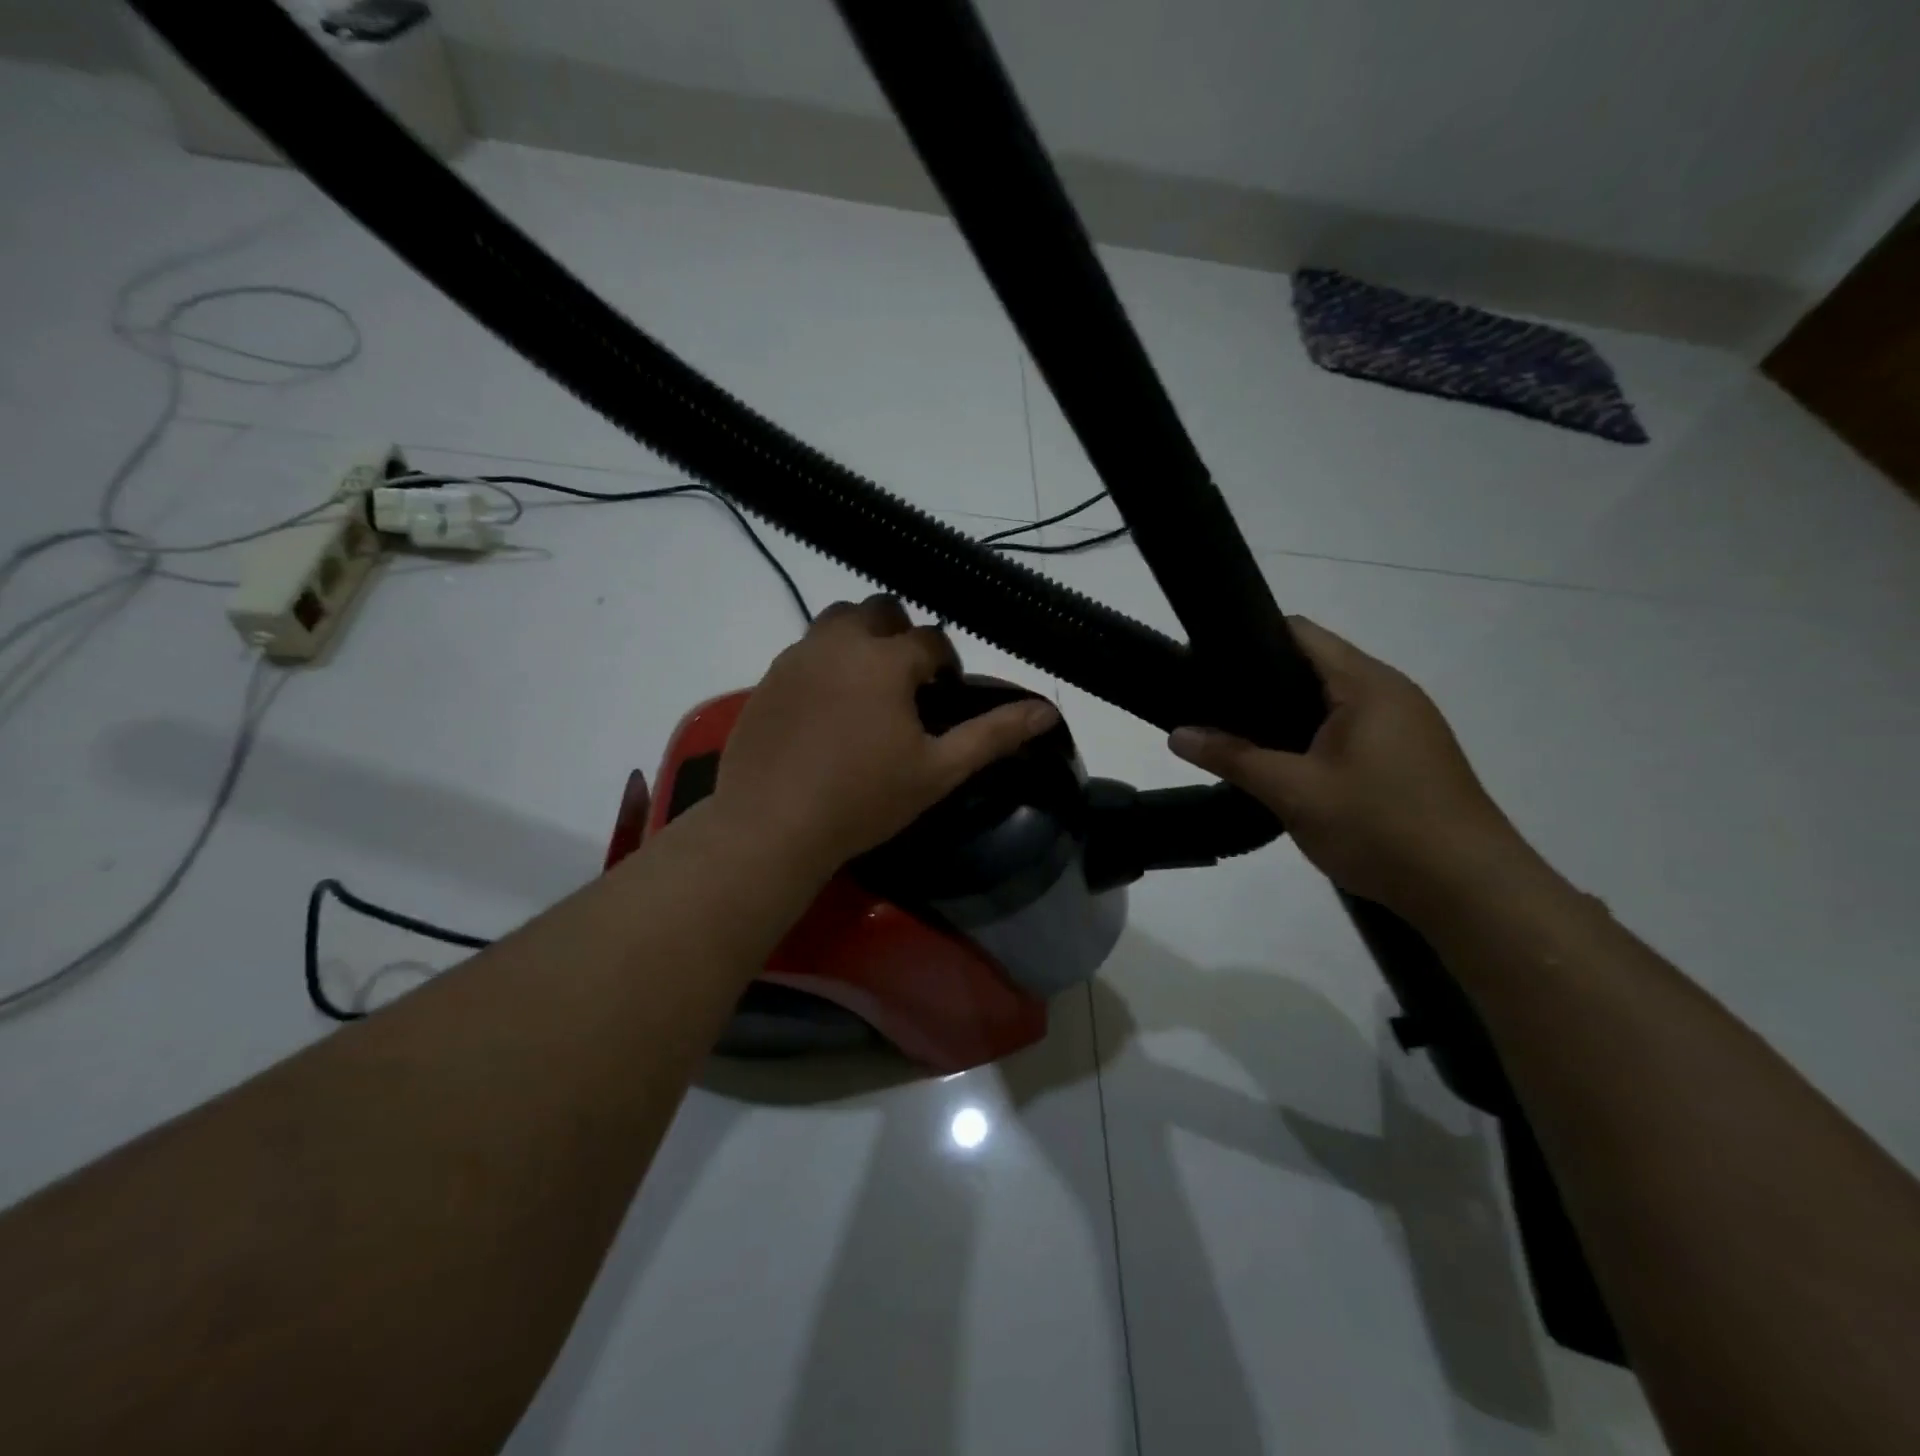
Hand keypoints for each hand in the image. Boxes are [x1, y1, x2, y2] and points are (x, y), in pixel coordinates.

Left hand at [713, 596, 1060, 869]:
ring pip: (838, 620)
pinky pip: (806, 648)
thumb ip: (993, 735)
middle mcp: (840, 642)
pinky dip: (826, 660)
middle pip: (880, 609)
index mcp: (886, 659)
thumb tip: (1048, 711)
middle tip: (906, 684)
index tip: (943, 695)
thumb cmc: (863, 799)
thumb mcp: (938, 771)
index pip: (931, 638)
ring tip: (867, 687)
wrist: (770, 825)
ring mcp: (798, 656)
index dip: (945, 663)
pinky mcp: (768, 676)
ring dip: (861, 638)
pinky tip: (828, 706)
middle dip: (901, 634)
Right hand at [1169, 617, 1529, 915]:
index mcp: (1366, 684)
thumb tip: (1176, 734)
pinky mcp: (1408, 756)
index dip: (1248, 639)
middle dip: (1260, 682)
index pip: (1299, 633)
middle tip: (1211, 707)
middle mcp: (1390, 692)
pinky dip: (1312, 737)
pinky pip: (1349, 729)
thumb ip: (1233, 758)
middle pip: (1313, 665)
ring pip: (1330, 701)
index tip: (1204, 663)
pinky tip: (1286, 766)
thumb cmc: (1381, 827)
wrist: (1471, 892)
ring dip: (1286, 714)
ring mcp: (1405, 725)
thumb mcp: (1294, 792)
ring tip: (1239, 737)